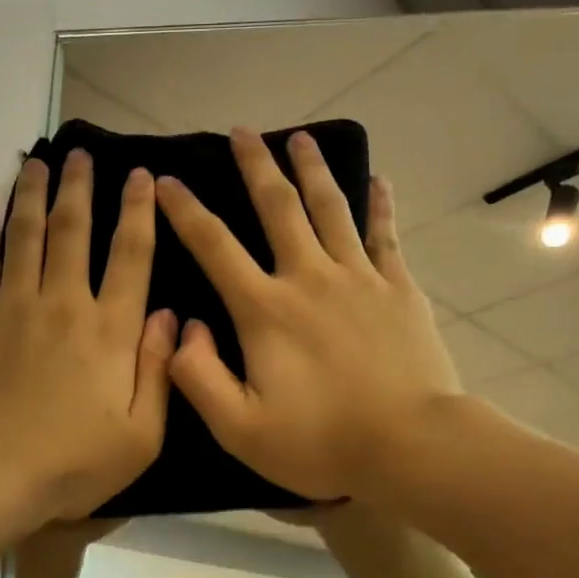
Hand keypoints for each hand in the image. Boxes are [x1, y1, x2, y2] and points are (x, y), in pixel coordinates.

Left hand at [0, 151, 177, 526]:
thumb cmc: (71, 464)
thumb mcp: (140, 435)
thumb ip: (158, 371)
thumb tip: (171, 316)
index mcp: (110, 330)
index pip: (131, 255)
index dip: (139, 212)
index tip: (142, 176)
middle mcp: (64, 304)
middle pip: (74, 230)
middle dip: (81, 186)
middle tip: (82, 152)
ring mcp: (14, 305)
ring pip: (26, 234)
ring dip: (33, 193)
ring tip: (39, 161)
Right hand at [156, 127, 459, 500]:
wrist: (411, 446)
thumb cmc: (320, 442)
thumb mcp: (239, 428)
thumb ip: (198, 376)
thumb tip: (180, 329)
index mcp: (264, 309)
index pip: (214, 246)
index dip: (186, 210)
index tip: (166, 180)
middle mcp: (308, 278)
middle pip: (278, 207)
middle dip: (255, 166)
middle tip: (241, 131)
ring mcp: (359, 278)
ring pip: (331, 208)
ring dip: (312, 169)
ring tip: (300, 137)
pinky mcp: (398, 289)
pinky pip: (385, 235)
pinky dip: (379, 205)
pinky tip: (378, 181)